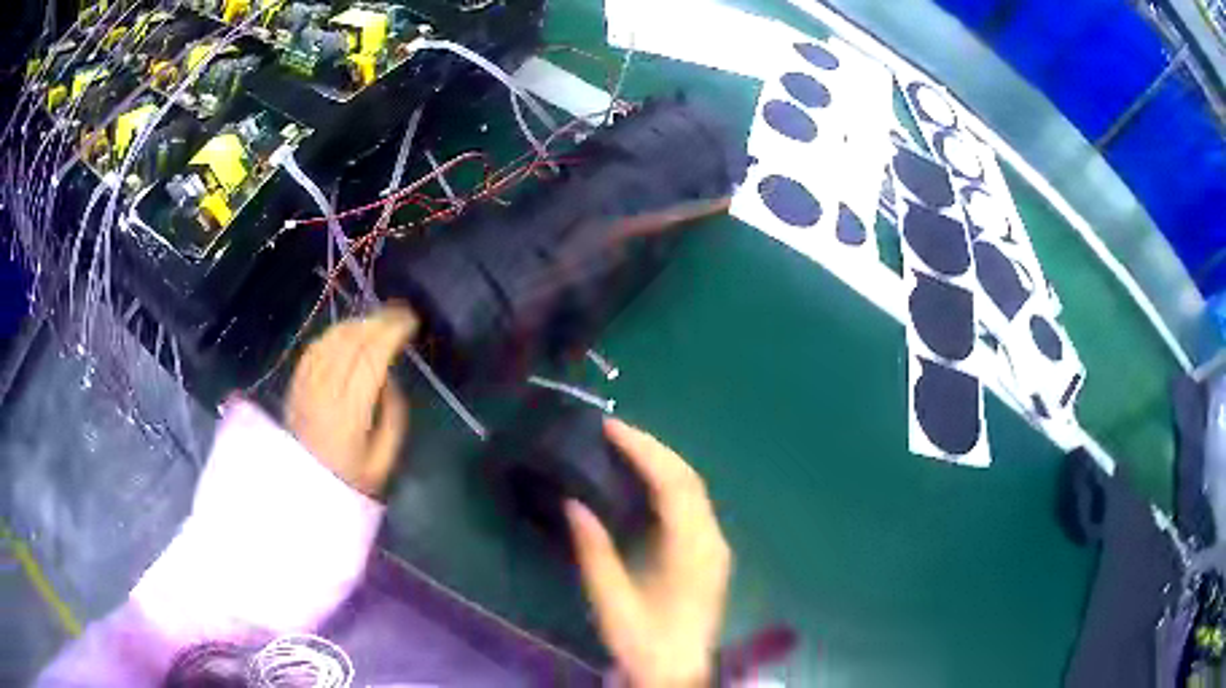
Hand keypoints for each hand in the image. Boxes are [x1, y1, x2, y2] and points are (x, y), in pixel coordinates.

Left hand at [284, 306, 417, 496]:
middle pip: (350, 343)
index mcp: (349, 414)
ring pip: (331, 340)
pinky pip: (314, 348)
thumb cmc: (350, 480)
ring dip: (356, 323)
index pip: (370, 359)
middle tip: (400, 313)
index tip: (411, 322)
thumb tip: (389, 378)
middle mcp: (323, 393)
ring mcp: (305, 386)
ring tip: (377, 320)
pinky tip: (347, 332)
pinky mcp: (295, 385)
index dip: (391, 334)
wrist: (305, 490)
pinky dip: (333, 334)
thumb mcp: (383, 460)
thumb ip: (392, 416)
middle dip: (378, 321)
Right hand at [566, 418, 731, 686]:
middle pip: (689, 479)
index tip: (611, 428)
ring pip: (693, 489)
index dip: (644, 450)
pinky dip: (667, 484)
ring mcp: (714, 546)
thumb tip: (574, 503)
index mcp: (693, 550)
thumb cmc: (644, 641)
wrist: (677, 672)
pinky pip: (691, 505)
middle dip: (654, 448)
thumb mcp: (612, 600)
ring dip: (662, 463)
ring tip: (624, 447)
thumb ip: (594, 551)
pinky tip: (643, 483)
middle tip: (614, 431)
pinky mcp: (709, 554)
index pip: (674, 484)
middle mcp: (712, 540)